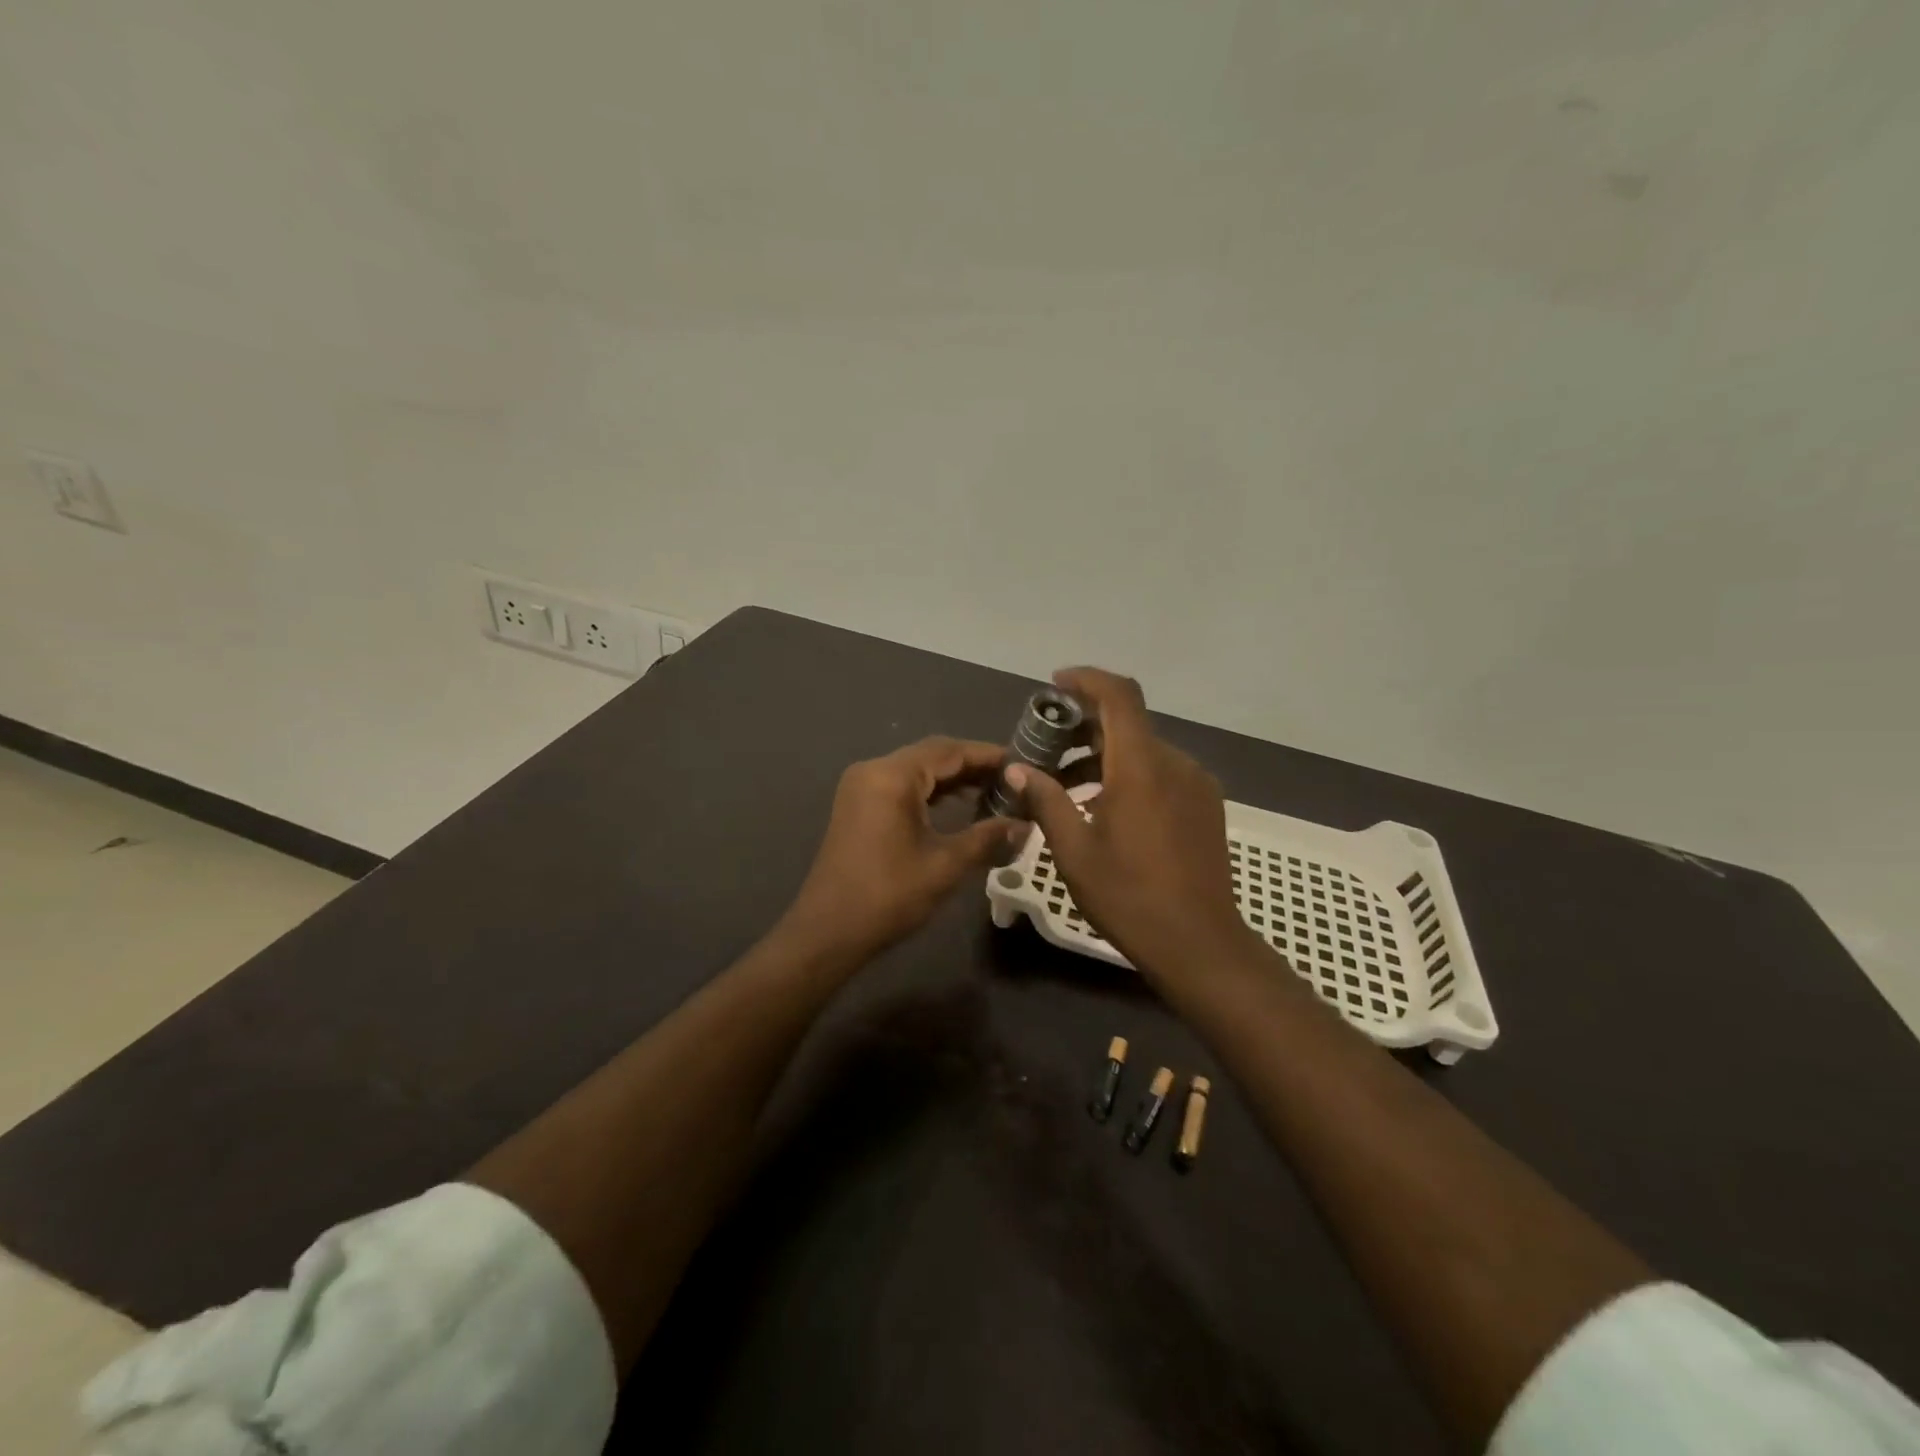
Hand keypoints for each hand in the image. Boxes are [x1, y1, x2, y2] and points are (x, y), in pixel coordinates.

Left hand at [786, 737, 1021, 960]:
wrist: (828, 932)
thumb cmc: (888, 895)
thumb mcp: (945, 866)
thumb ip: (987, 838)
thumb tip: (1025, 826)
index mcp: (892, 776)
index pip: (949, 751)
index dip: (988, 755)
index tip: (1022, 763)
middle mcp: (873, 770)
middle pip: (932, 755)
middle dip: (972, 766)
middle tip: (1013, 780)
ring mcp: (861, 787)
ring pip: (916, 771)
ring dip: (952, 779)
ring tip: (993, 793)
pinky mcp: (858, 806)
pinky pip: (901, 786)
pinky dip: (930, 792)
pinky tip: (958, 807)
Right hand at [1008, 668, 1257, 987]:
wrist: (1200, 944)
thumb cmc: (1129, 897)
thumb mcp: (1074, 851)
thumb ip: (1045, 800)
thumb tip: (1016, 769)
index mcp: (1141, 767)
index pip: (1118, 696)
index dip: (1086, 680)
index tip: (1054, 685)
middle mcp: (1175, 763)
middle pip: (1127, 723)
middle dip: (1083, 727)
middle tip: (1045, 751)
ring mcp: (1196, 784)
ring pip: (1143, 750)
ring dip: (1104, 756)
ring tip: (1066, 789)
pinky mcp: (1206, 806)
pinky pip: (1162, 773)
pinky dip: (1129, 775)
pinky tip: (1106, 809)